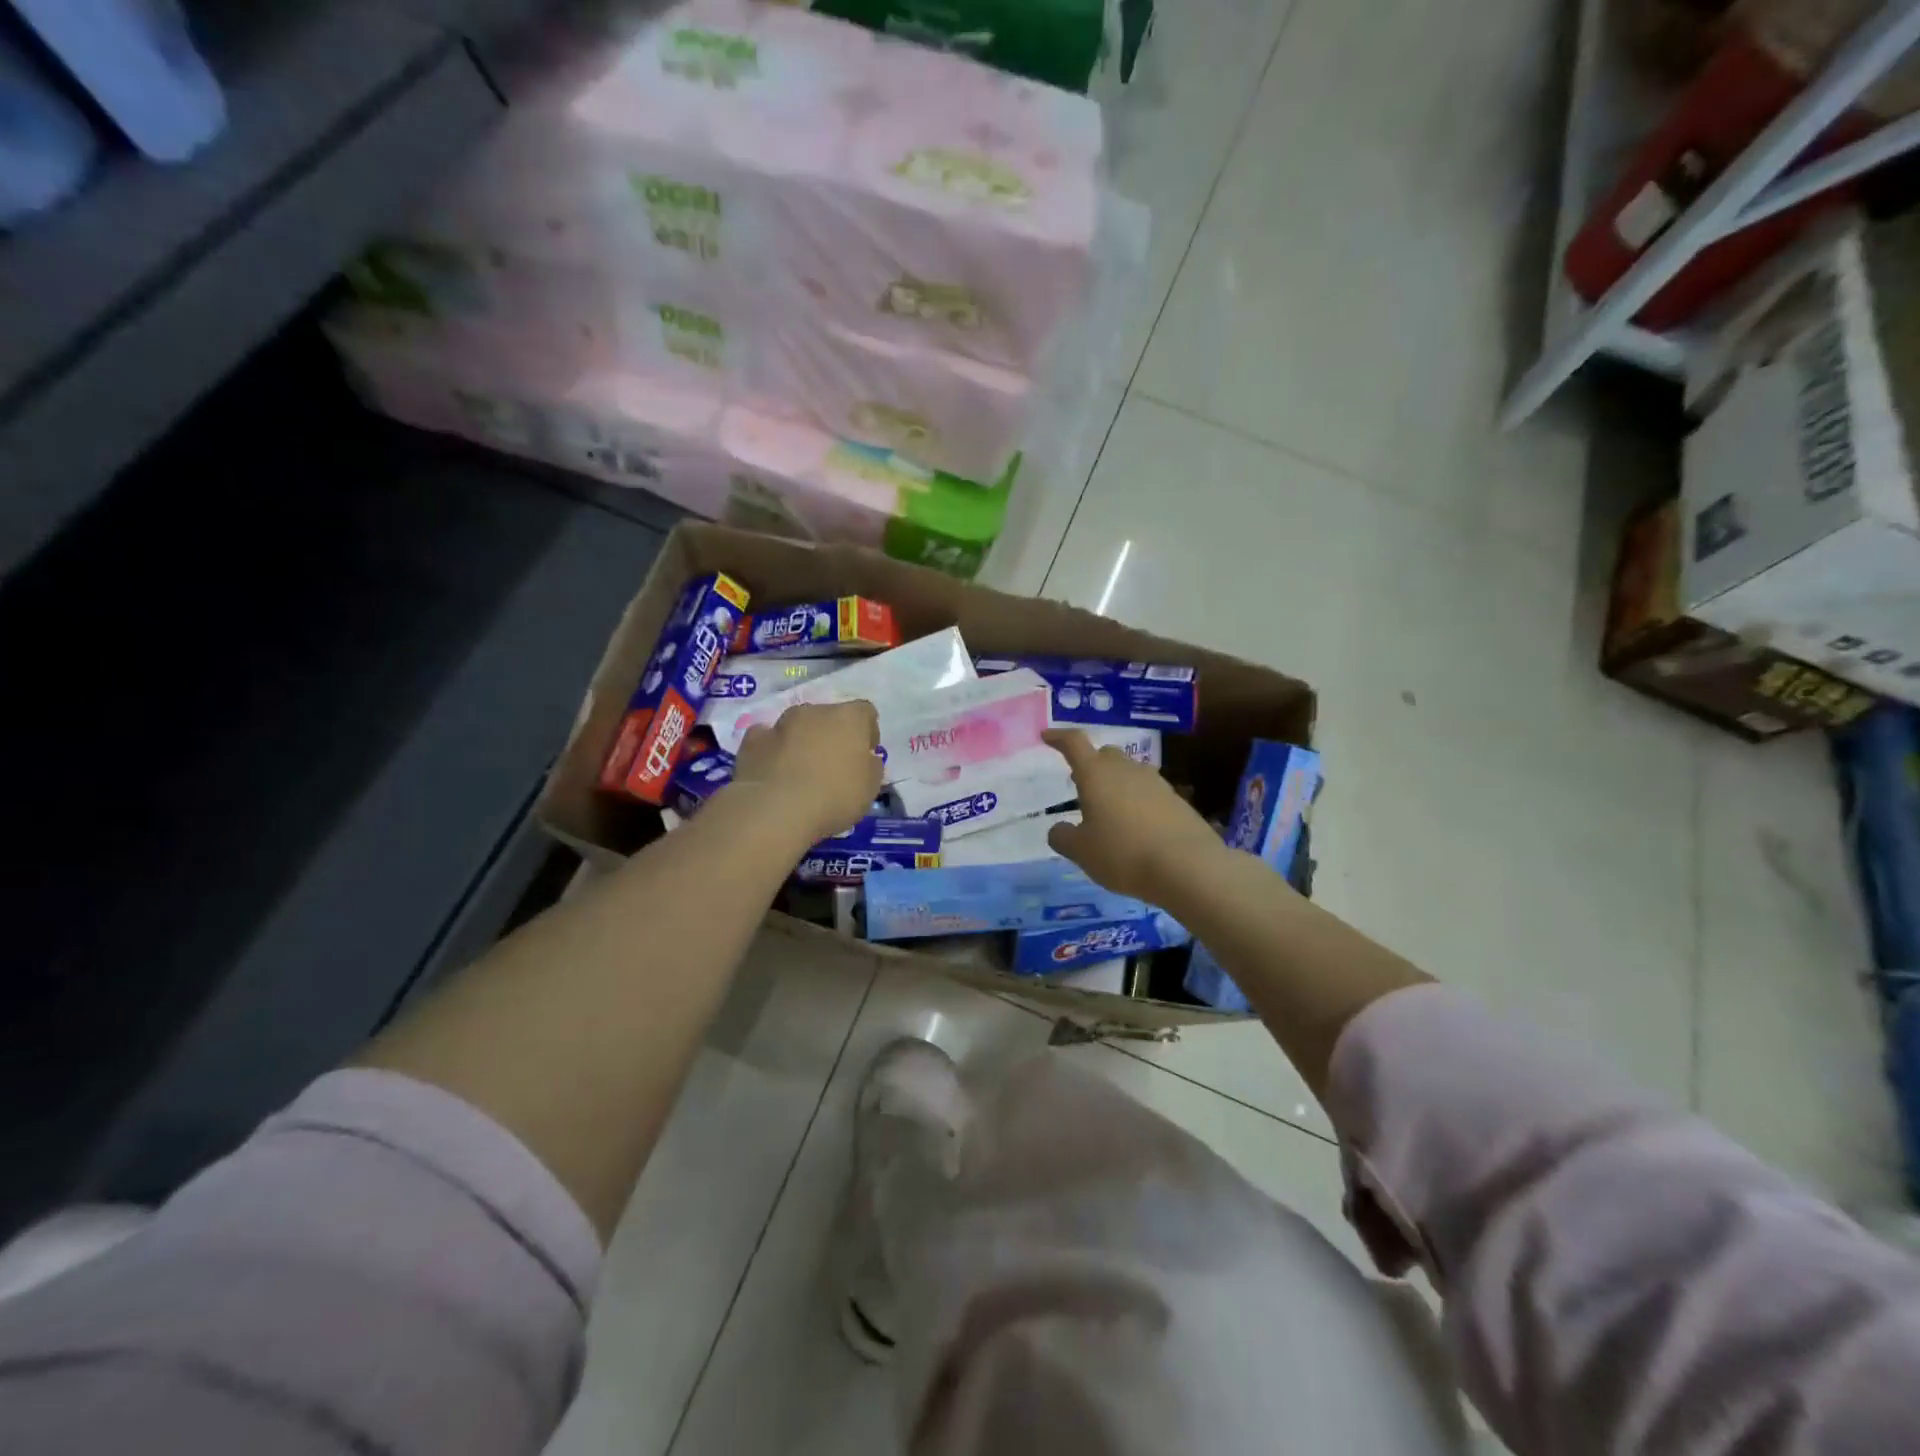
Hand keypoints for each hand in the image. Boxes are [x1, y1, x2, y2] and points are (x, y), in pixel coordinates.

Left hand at [731, 700, 882, 844]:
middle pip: (829, 716)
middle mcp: (815, 711)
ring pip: (797, 726)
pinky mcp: (752, 740)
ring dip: (802, 741)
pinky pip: (767, 739)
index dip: (867, 733)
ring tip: (801, 772)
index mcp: (849, 717)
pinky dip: (773, 750)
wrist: (775, 810)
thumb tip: (865, 759)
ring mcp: (780, 723)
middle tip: (833, 766)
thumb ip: (870, 767)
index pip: (865, 712)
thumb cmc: (834, 797)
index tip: (865, 756)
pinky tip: (774, 772)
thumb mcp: (870, 788)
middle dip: (832, 735)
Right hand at [1043, 728, 1225, 900]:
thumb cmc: (1123, 853)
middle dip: (1090, 765)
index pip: (1074, 743)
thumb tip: (1058, 828)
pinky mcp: (1177, 800)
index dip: (1058, 737)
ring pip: (1129, 773)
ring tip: (1108, 811)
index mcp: (1096, 774)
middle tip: (1080, 784)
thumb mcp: (1081, 852)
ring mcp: (1155, 783)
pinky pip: (1148, 793)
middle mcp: (1126, 770)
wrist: (1188, 867)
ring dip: (1116, 785)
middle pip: (1105, 755)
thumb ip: (1063, 837)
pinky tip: (1136, 828)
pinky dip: (1137, 803)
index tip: (1047, 736)